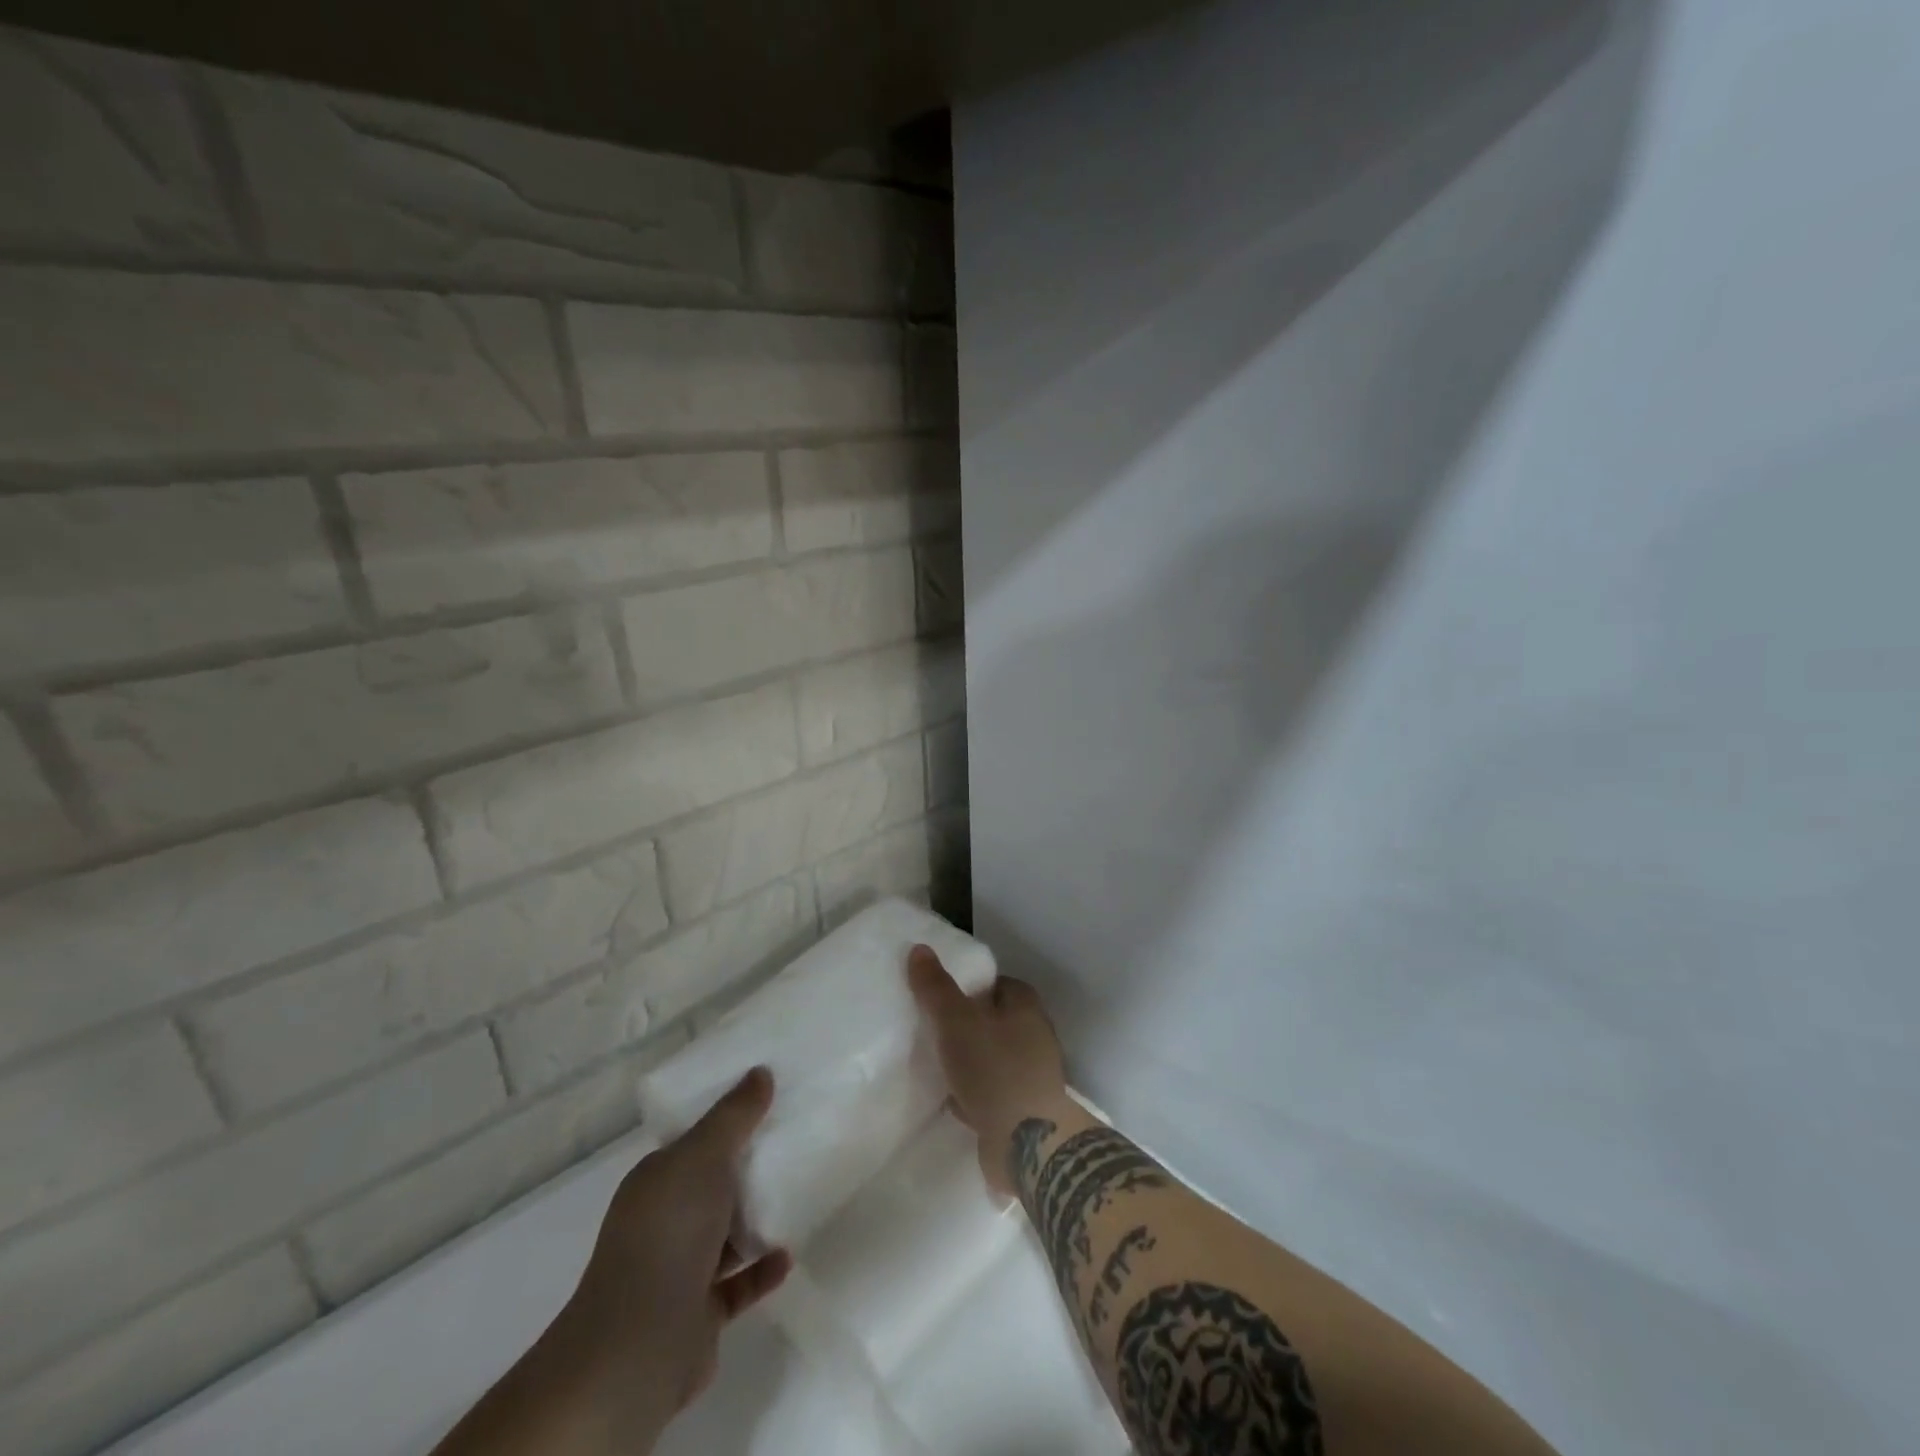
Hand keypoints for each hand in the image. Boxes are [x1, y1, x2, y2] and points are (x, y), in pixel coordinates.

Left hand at [559, 1068, 792, 1441]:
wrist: (640, 1344)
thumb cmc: (669, 1233)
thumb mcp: (703, 1156)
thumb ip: (734, 1115)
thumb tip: (760, 1072)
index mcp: (656, 1182)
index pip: (692, 1144)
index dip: (726, 1122)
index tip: (767, 1104)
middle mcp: (662, 1222)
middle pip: (712, 1187)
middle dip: (747, 1169)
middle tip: (794, 1144)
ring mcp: (678, 1270)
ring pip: (725, 1235)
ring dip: (756, 1220)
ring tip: (799, 1195)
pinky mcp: (699, 1313)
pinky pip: (738, 1283)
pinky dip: (762, 1268)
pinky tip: (788, 1254)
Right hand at [908, 945, 1069, 1194]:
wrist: (1028, 1145)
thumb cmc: (994, 1070)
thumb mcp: (956, 1022)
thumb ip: (936, 987)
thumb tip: (919, 948)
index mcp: (1026, 1007)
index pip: (998, 983)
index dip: (971, 986)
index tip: (942, 995)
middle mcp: (1035, 1036)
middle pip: (995, 1020)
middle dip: (967, 1025)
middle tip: (934, 1029)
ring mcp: (1033, 1075)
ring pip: (993, 1057)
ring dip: (970, 1061)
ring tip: (938, 1063)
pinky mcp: (1025, 1109)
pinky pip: (993, 1091)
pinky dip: (975, 1093)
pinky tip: (952, 1100)